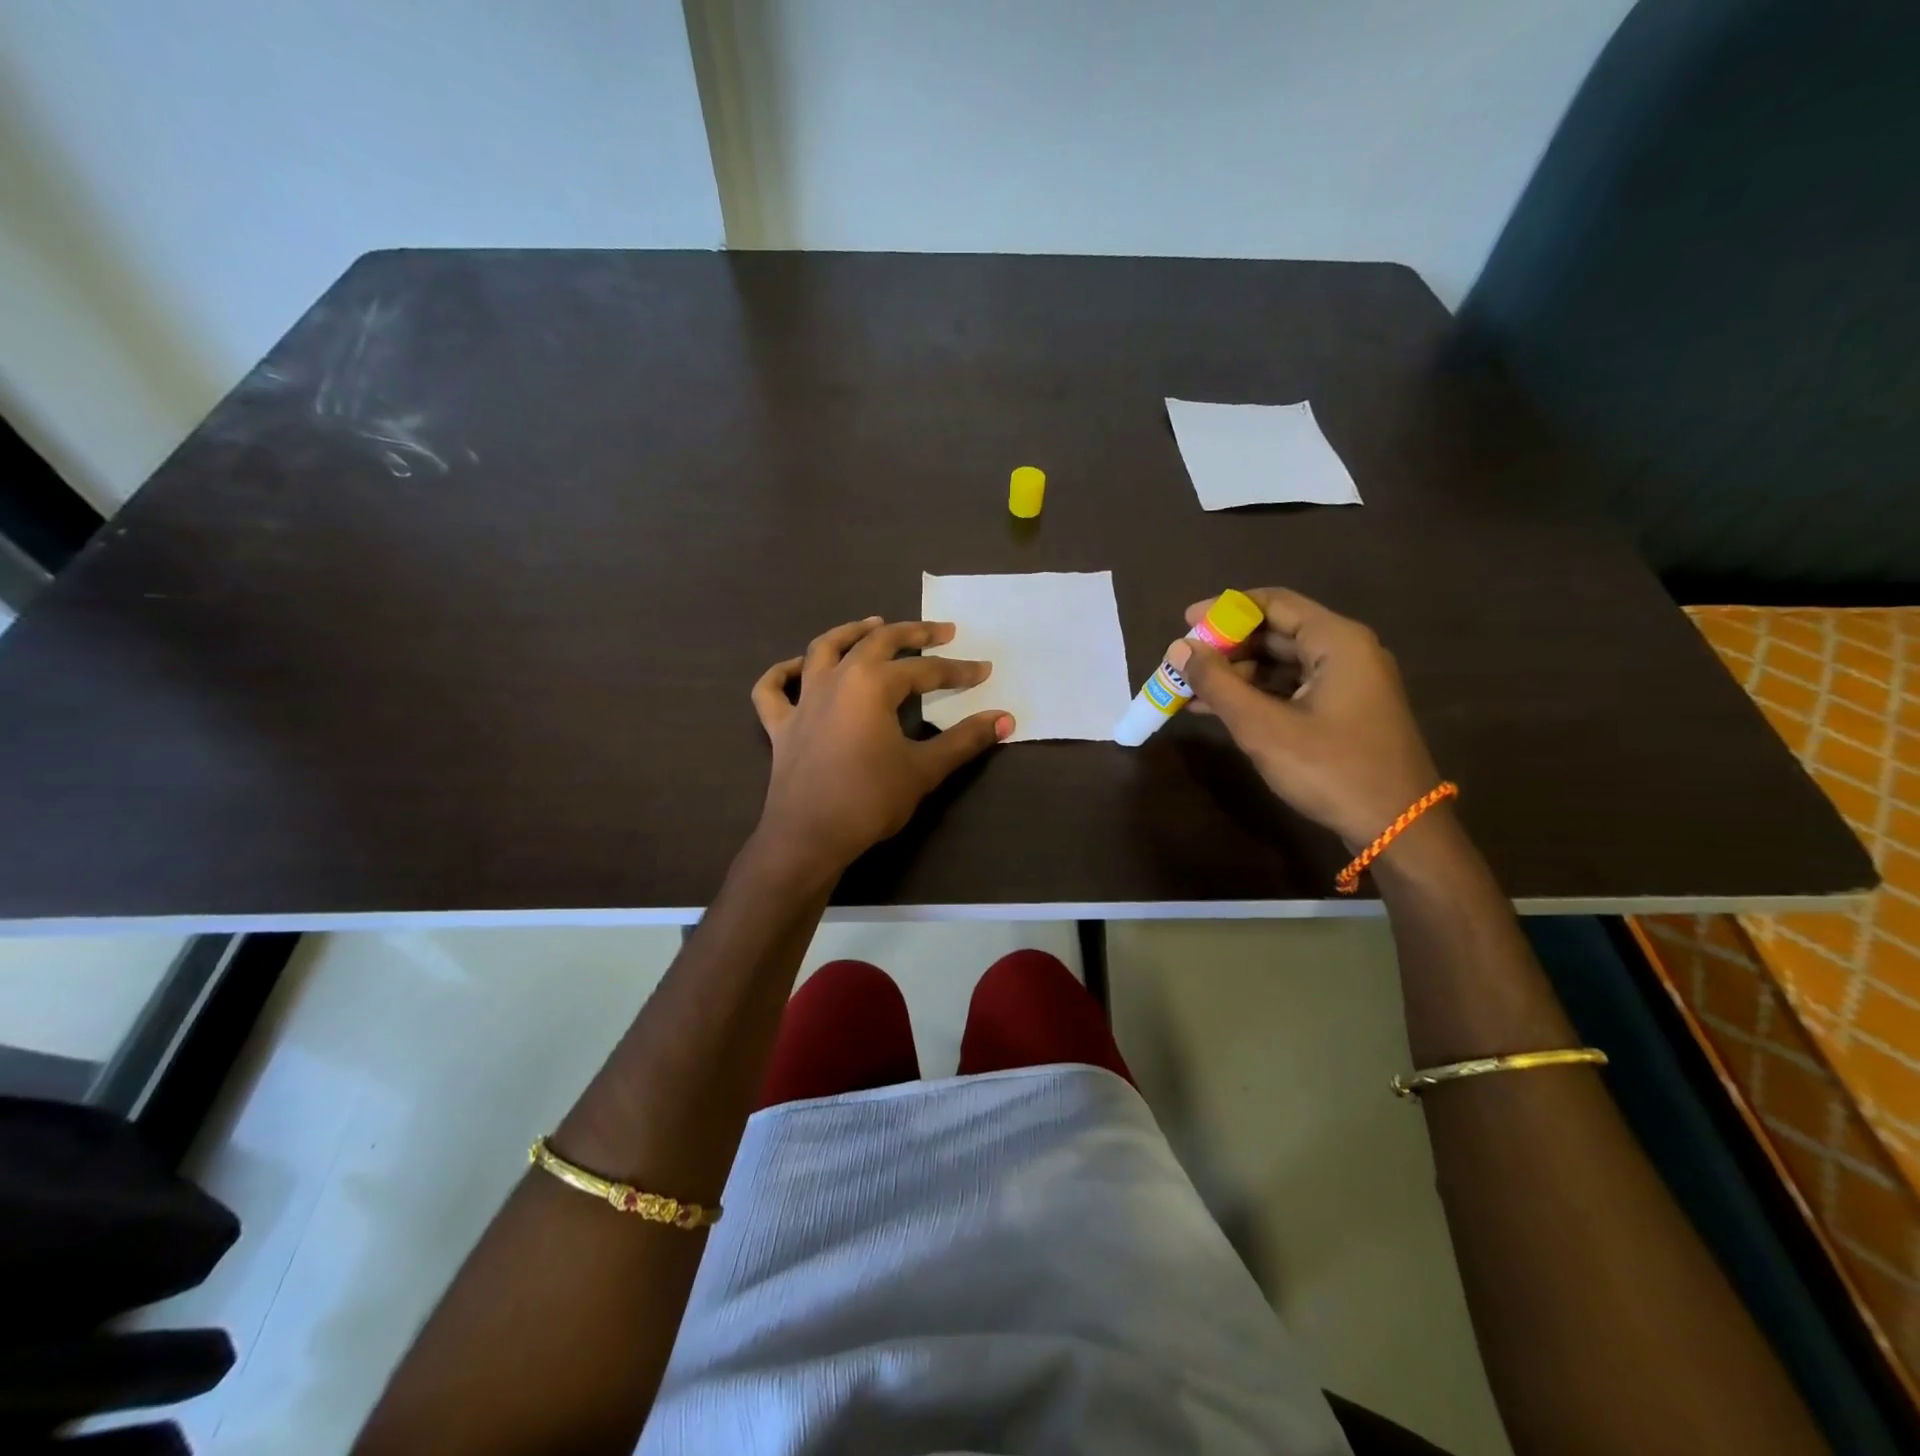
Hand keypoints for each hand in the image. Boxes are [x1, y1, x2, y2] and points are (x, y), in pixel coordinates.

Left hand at [751, 617, 1013, 873]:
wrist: (809, 837)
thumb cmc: (870, 800)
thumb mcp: (924, 769)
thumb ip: (965, 740)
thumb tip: (1005, 719)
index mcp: (872, 684)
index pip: (924, 671)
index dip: (958, 670)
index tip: (983, 670)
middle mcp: (836, 678)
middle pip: (876, 642)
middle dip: (912, 633)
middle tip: (941, 631)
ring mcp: (803, 700)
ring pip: (824, 649)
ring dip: (851, 632)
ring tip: (873, 624)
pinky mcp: (781, 725)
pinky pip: (773, 690)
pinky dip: (783, 673)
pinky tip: (798, 668)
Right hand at [1173, 588, 1442, 847]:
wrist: (1397, 828)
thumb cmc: (1331, 769)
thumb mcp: (1264, 727)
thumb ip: (1218, 684)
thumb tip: (1179, 648)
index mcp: (1337, 641)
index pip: (1274, 603)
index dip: (1226, 610)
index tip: (1185, 622)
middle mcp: (1346, 652)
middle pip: (1276, 632)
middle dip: (1227, 646)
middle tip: (1183, 661)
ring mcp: (1347, 683)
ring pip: (1281, 664)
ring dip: (1236, 674)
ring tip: (1190, 690)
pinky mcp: (1342, 711)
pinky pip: (1290, 689)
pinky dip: (1255, 695)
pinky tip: (1216, 710)